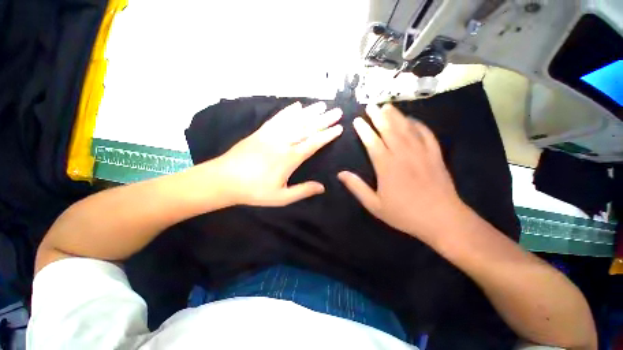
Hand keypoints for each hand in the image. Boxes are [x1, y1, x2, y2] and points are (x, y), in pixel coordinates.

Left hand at [215, 101, 342, 206]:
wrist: (224, 180)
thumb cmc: (254, 191)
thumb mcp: (281, 197)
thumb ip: (302, 191)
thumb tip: (322, 187)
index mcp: (290, 159)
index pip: (313, 143)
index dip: (327, 135)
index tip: (339, 127)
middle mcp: (283, 143)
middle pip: (307, 128)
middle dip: (324, 119)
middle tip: (337, 111)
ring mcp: (271, 135)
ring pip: (294, 120)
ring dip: (310, 112)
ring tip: (322, 105)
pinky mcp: (261, 132)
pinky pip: (277, 118)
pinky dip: (288, 111)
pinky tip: (296, 106)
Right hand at [338, 104, 463, 242]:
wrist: (442, 219)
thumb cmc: (404, 214)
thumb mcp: (374, 205)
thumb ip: (357, 187)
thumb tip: (340, 174)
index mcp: (386, 166)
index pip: (372, 142)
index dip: (364, 130)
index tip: (357, 120)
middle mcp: (403, 154)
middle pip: (389, 130)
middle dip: (378, 116)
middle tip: (371, 105)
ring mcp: (421, 153)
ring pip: (406, 128)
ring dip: (396, 116)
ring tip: (387, 106)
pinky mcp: (435, 155)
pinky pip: (426, 134)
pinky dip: (418, 124)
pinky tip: (412, 119)